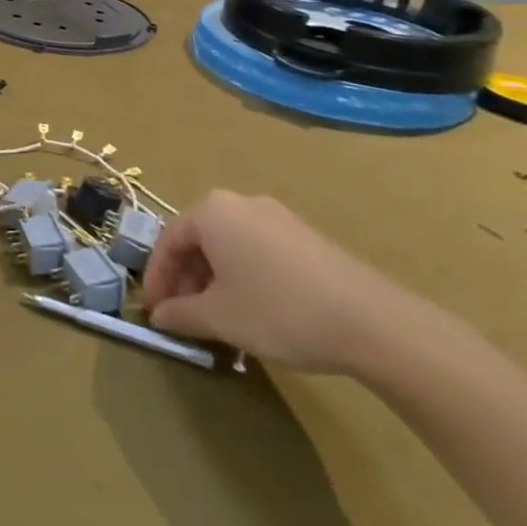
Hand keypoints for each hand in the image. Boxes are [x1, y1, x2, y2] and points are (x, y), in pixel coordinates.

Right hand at [140, 190, 435, 374]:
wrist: (372, 322)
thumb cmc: (278, 310)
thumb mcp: (219, 318)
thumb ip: (181, 314)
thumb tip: (160, 317)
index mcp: (212, 211)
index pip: (168, 241)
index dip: (156, 279)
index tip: (153, 312)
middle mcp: (241, 203)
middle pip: (198, 241)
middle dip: (186, 280)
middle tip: (183, 317)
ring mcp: (278, 218)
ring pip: (228, 247)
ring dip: (213, 281)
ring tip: (216, 319)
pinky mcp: (305, 238)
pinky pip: (257, 252)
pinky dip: (243, 277)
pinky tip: (252, 311)